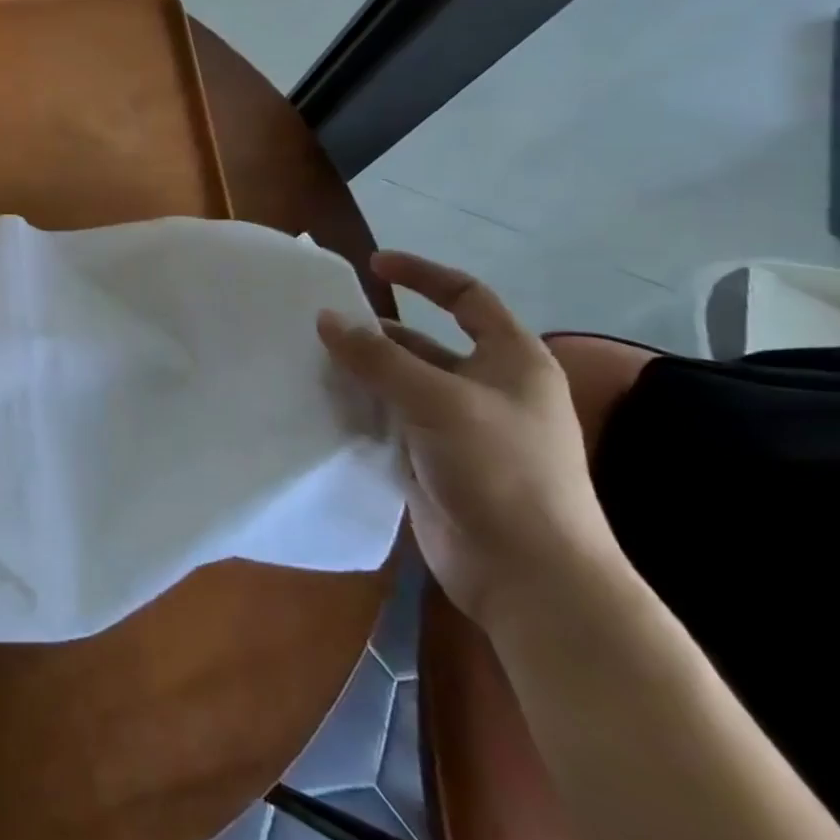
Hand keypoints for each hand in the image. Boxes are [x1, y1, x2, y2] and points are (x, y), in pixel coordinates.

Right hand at [316, 252, 619, 629]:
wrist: (529, 573)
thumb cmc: (499, 470)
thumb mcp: (436, 400)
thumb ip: (377, 357)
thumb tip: (326, 318)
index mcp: (511, 360)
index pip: (467, 297)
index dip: (422, 275)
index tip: (371, 265)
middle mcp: (488, 387)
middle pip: (424, 342)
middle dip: (375, 333)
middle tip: (319, 326)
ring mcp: (460, 428)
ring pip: (401, 384)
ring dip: (361, 372)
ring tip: (310, 361)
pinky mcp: (434, 461)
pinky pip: (390, 421)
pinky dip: (361, 408)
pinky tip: (323, 404)